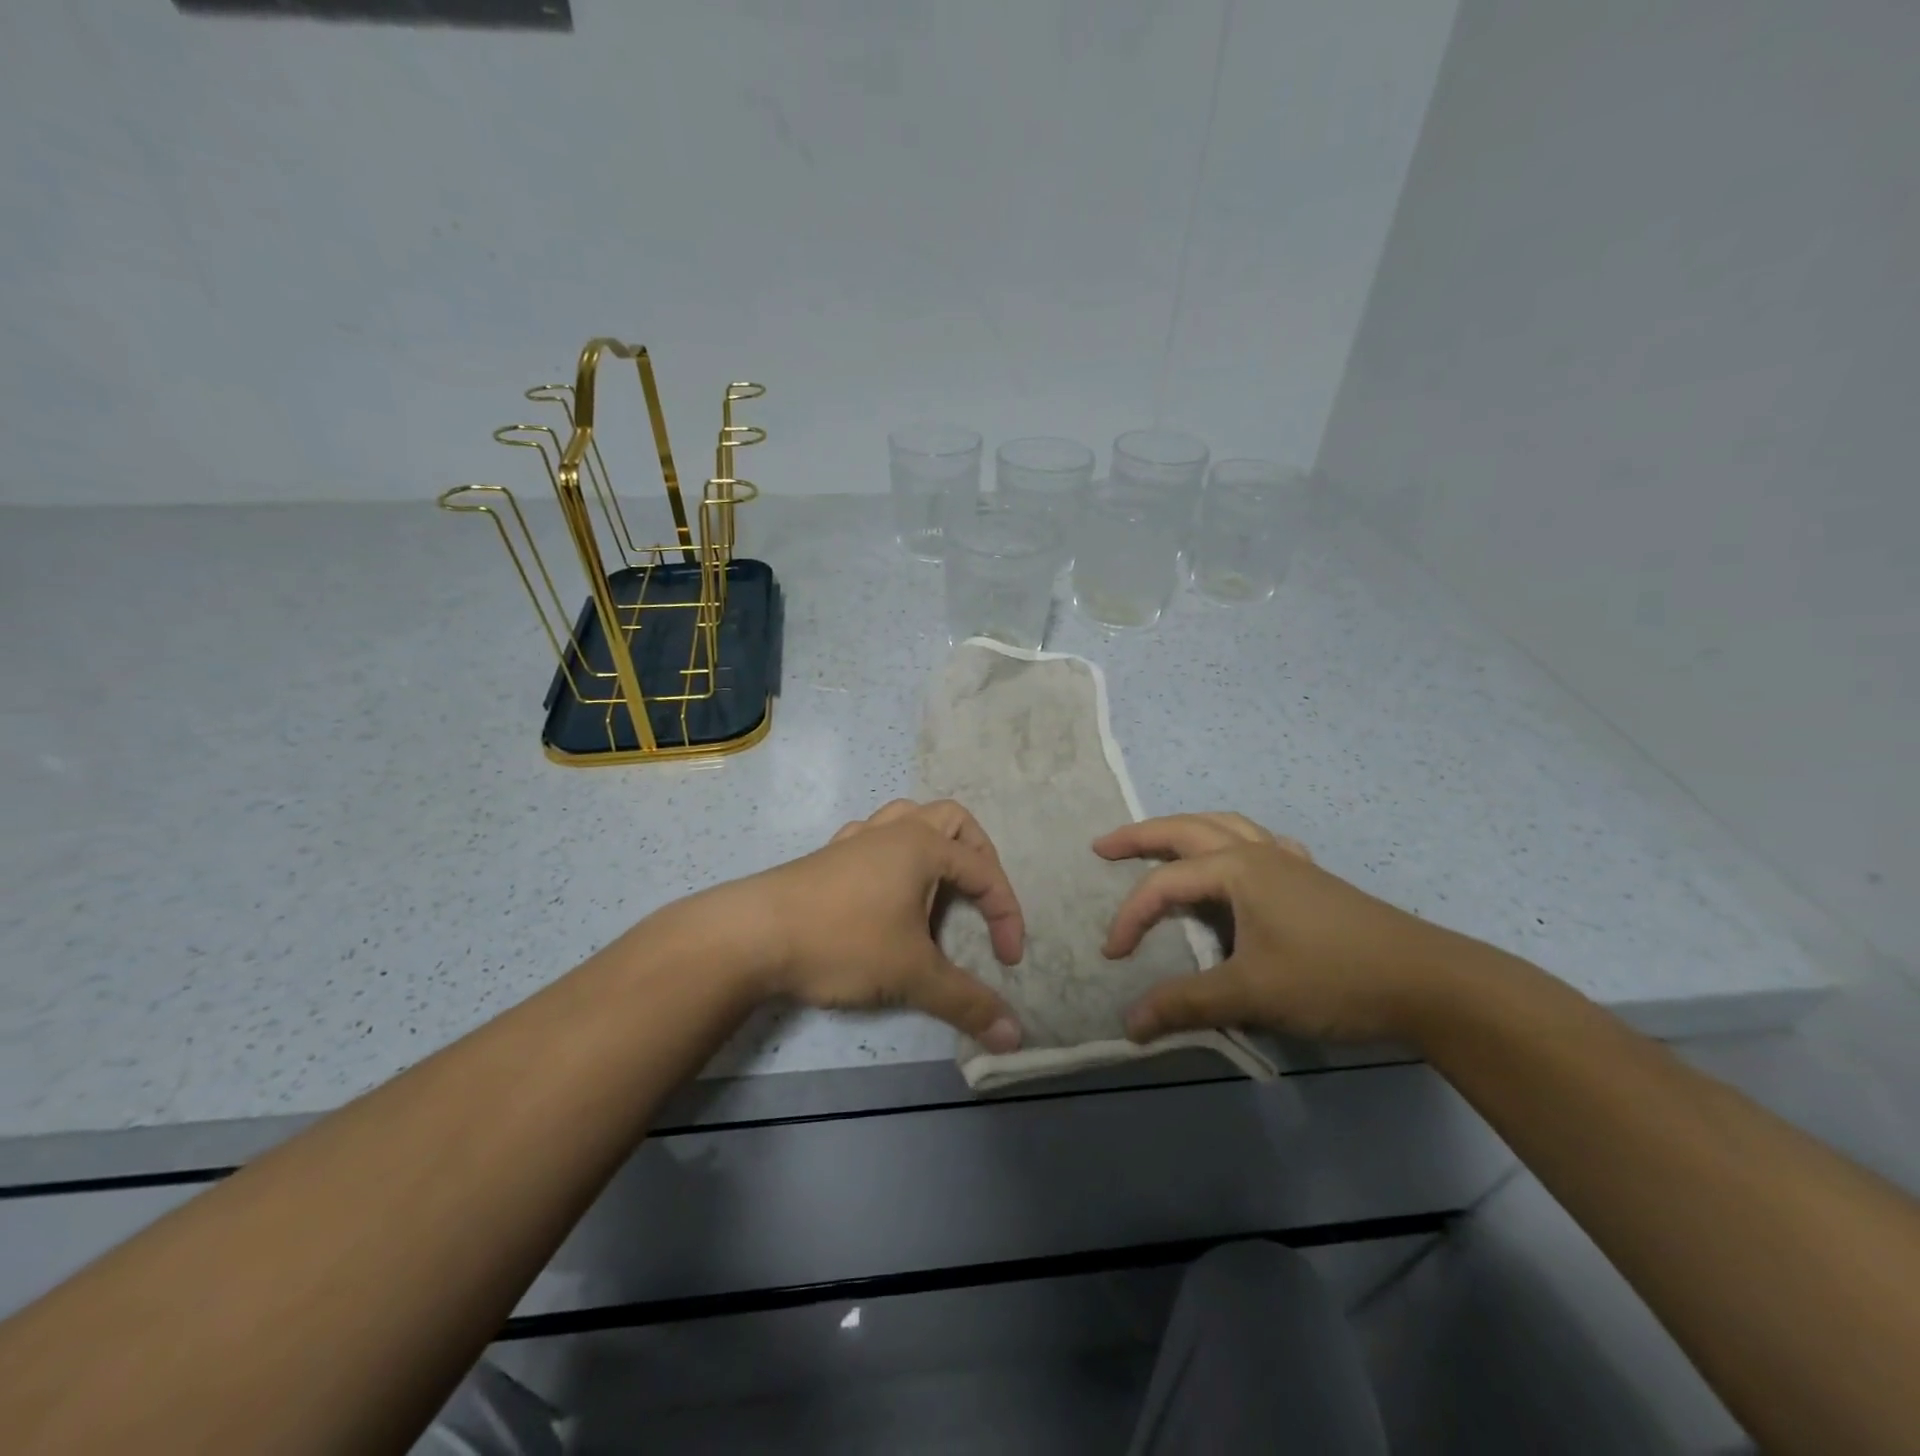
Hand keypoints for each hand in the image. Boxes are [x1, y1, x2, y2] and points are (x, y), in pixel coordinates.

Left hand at [733, 799, 1026, 1052]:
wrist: (751, 935)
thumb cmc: (842, 941)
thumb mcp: (912, 974)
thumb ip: (966, 1002)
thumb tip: (1014, 1037)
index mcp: (922, 845)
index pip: (984, 871)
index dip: (1006, 914)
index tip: (1008, 960)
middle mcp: (893, 830)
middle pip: (952, 820)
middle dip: (978, 855)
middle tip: (981, 898)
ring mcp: (857, 839)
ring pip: (909, 819)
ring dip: (934, 845)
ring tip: (938, 885)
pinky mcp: (828, 856)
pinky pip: (873, 838)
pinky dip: (893, 854)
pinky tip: (886, 888)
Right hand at [1096, 812, 1467, 1043]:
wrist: (1431, 984)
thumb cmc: (1333, 978)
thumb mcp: (1251, 993)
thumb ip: (1186, 1004)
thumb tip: (1130, 1023)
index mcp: (1237, 868)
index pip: (1164, 885)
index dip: (1130, 917)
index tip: (1113, 957)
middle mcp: (1258, 852)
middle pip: (1186, 829)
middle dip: (1140, 836)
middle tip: (1103, 847)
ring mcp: (1289, 862)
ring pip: (1225, 827)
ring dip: (1185, 831)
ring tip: (1161, 845)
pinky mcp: (1312, 880)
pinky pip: (1261, 845)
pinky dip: (1235, 844)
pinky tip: (1242, 863)